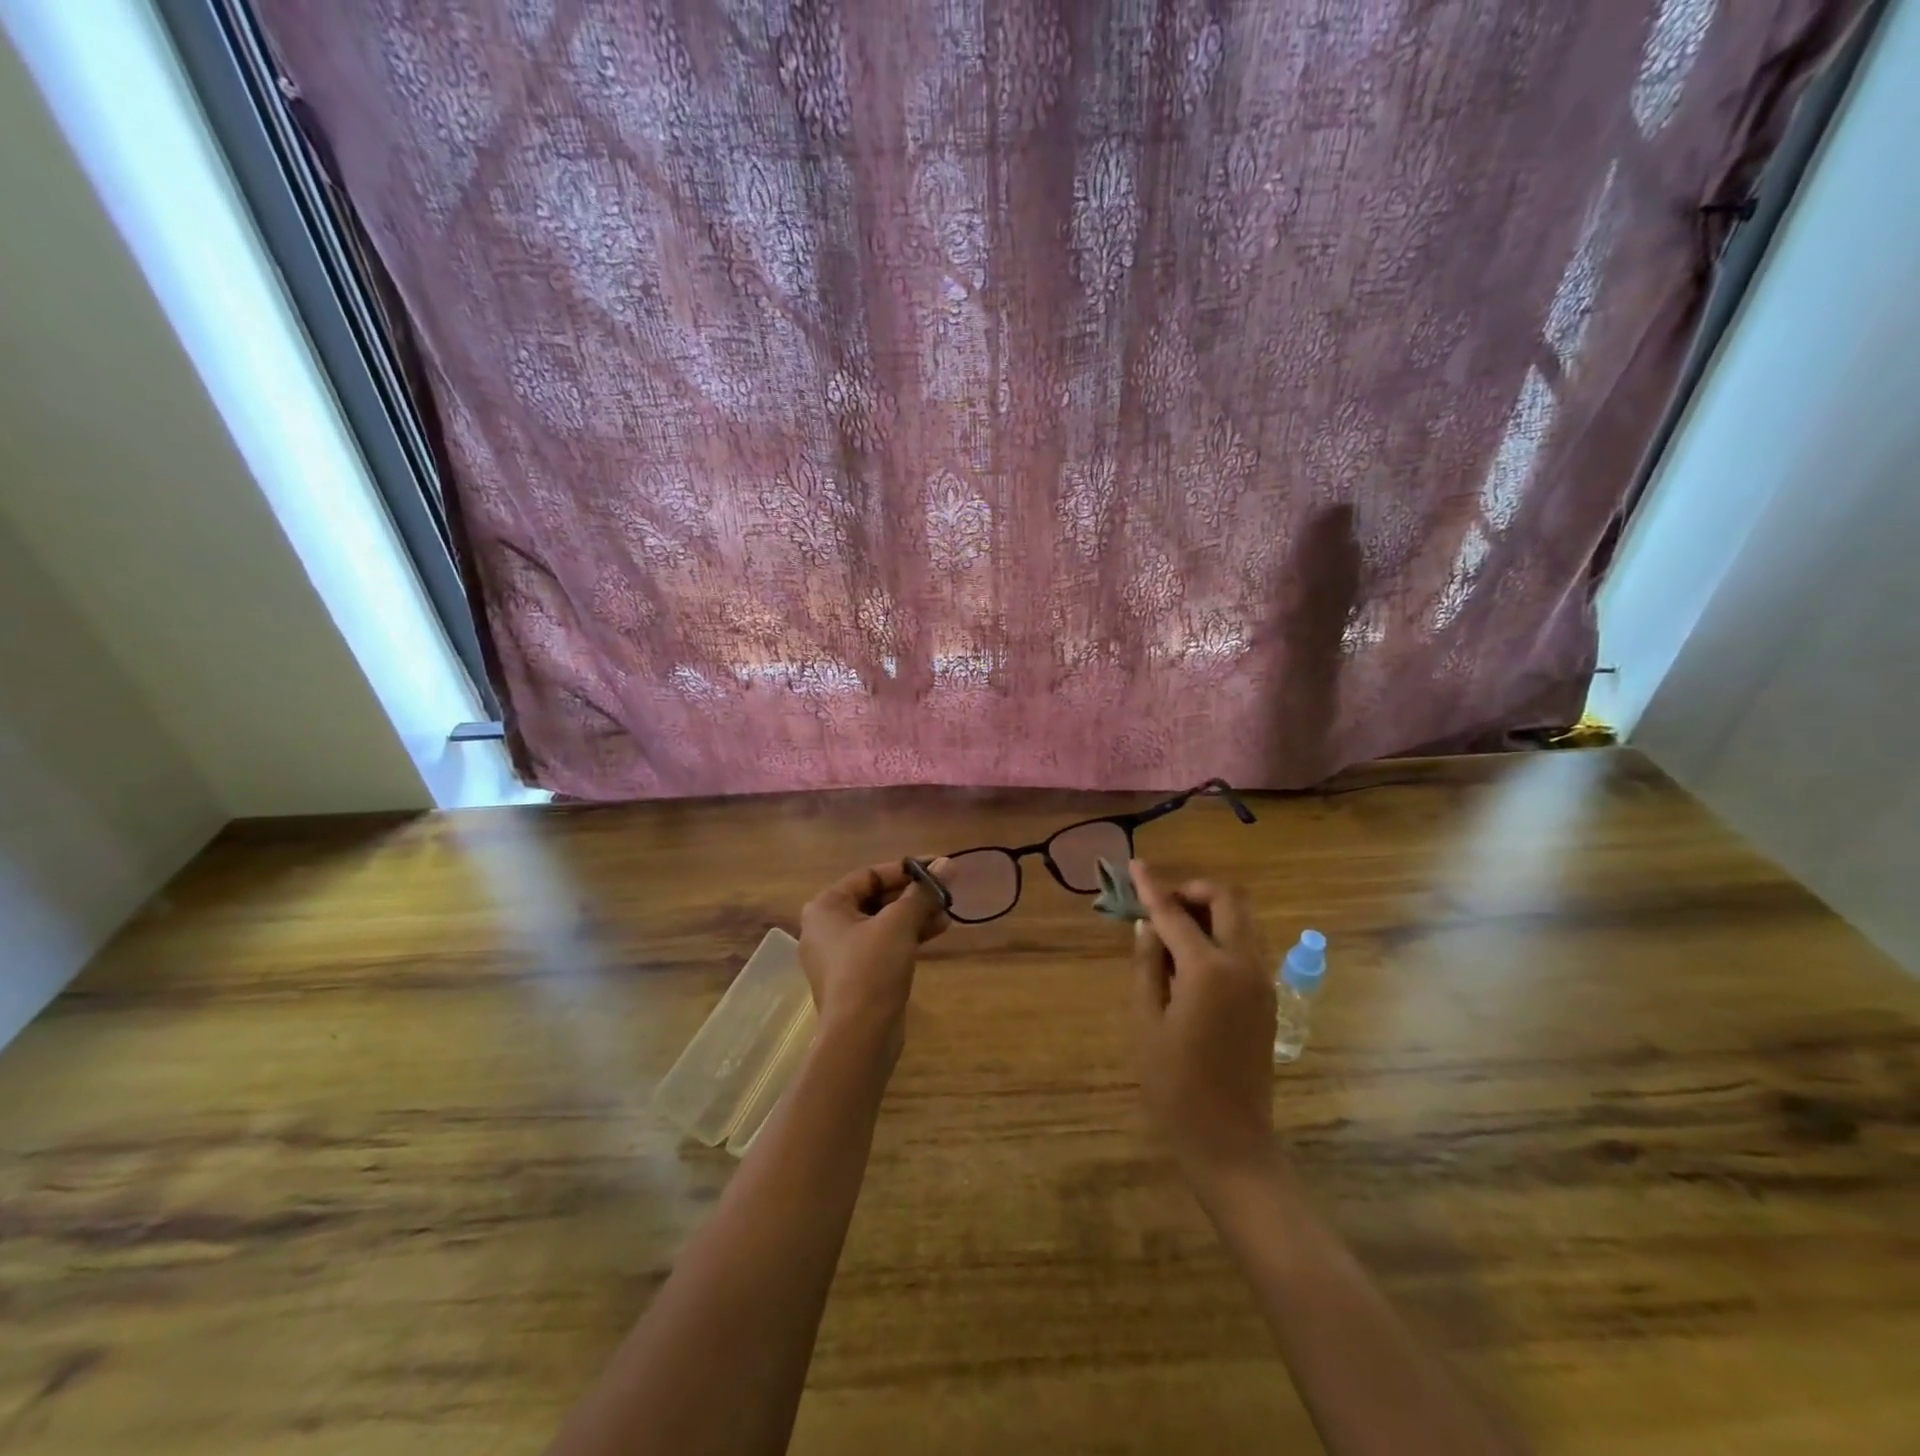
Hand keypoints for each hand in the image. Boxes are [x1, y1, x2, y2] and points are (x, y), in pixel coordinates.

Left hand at [798, 859, 950, 1040]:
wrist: (859, 1036)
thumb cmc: (871, 967)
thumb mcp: (899, 923)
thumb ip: (923, 892)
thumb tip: (948, 864)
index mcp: (826, 906)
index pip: (870, 874)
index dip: (906, 869)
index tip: (939, 867)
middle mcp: (826, 927)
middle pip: (876, 898)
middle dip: (913, 895)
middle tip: (945, 893)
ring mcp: (839, 954)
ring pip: (882, 923)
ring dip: (914, 916)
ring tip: (947, 915)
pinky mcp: (855, 977)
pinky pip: (882, 945)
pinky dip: (906, 937)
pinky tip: (936, 933)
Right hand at [1130, 860, 1278, 1191]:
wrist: (1231, 1142)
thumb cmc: (1175, 1086)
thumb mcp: (1147, 1022)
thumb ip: (1147, 965)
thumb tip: (1146, 925)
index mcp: (1208, 969)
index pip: (1174, 912)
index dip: (1151, 886)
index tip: (1134, 865)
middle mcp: (1243, 964)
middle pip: (1227, 899)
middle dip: (1192, 890)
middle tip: (1159, 905)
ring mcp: (1262, 981)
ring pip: (1241, 920)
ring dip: (1208, 911)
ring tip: (1169, 931)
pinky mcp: (1267, 998)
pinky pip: (1245, 945)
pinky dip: (1219, 935)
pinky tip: (1189, 959)